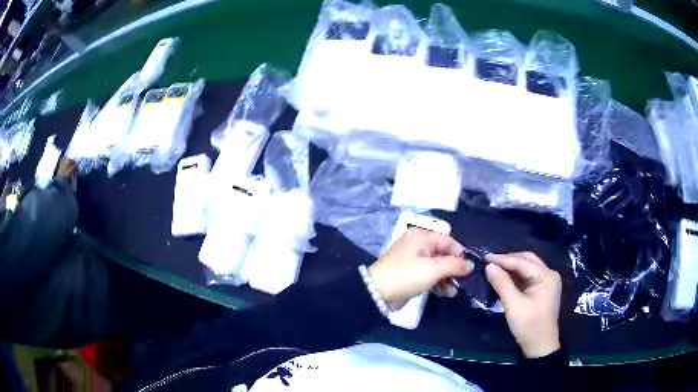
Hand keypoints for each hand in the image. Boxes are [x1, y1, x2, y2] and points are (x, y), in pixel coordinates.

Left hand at [368, 228, 473, 310]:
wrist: (378, 293)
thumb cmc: (407, 276)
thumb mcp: (433, 269)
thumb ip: (455, 265)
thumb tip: (471, 264)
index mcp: (421, 236)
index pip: (448, 240)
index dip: (459, 253)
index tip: (468, 268)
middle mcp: (418, 245)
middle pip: (443, 254)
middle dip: (453, 269)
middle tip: (462, 282)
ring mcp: (413, 260)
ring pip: (437, 267)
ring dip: (447, 278)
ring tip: (453, 292)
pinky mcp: (411, 274)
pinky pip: (429, 275)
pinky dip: (438, 283)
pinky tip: (445, 293)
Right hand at [485, 252, 561, 357]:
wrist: (540, 346)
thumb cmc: (528, 325)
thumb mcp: (513, 305)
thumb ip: (502, 283)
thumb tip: (489, 266)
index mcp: (546, 276)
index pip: (522, 262)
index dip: (503, 259)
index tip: (485, 258)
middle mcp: (549, 274)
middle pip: (527, 260)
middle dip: (509, 260)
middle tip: (490, 263)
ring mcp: (547, 282)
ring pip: (528, 268)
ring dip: (512, 268)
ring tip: (495, 269)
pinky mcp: (543, 290)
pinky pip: (528, 278)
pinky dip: (516, 277)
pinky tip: (505, 279)